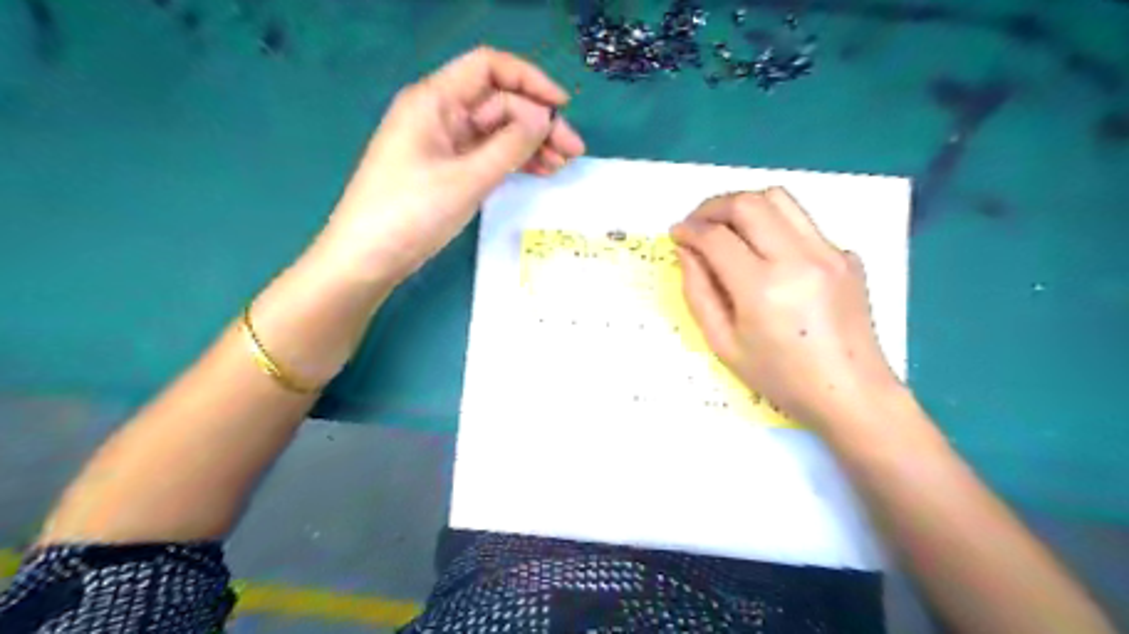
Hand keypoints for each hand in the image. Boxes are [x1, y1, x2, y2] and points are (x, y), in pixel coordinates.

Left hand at [313, 47, 586, 283]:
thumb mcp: (467, 178)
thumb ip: (510, 145)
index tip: (562, 107)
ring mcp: (444, 144)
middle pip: (498, 103)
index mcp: (434, 101)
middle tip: (573, 151)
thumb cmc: (411, 212)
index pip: (489, 68)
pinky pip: (487, 155)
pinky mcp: (447, 169)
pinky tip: (539, 172)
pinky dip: (513, 161)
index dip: (529, 80)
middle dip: (538, 122)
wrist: (368, 257)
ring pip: (496, 132)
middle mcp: (440, 114)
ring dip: (530, 144)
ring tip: (562, 165)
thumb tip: (543, 117)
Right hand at [670, 187, 899, 429]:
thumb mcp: (723, 344)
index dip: (689, 230)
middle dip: (713, 206)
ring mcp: (829, 253)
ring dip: (745, 205)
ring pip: (779, 199)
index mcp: (762, 289)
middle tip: (697, 224)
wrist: (850, 393)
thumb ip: (698, 293)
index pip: (717, 237)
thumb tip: (687, 252)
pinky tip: (769, 256)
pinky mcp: (846, 255)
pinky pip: (803, 224)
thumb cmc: (780, 378)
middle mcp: (798, 259)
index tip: (677, 234)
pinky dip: (775, 227)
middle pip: (748, 203)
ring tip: (728, 227)